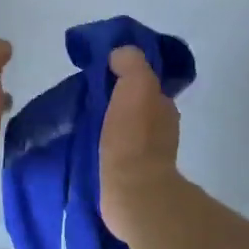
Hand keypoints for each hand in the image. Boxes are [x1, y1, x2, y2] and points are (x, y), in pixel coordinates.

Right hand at [100, 45, 181, 239]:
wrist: (133, 192)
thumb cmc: (134, 137)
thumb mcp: (136, 85)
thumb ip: (131, 63)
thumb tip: (118, 56)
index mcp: (164, 105)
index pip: (146, 81)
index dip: (127, 74)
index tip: (102, 73)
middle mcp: (162, 128)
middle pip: (137, 104)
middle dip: (117, 98)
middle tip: (89, 95)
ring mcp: (149, 155)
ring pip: (128, 127)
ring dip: (111, 122)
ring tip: (84, 120)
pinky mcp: (132, 176)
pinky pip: (118, 149)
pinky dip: (106, 143)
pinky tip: (89, 143)